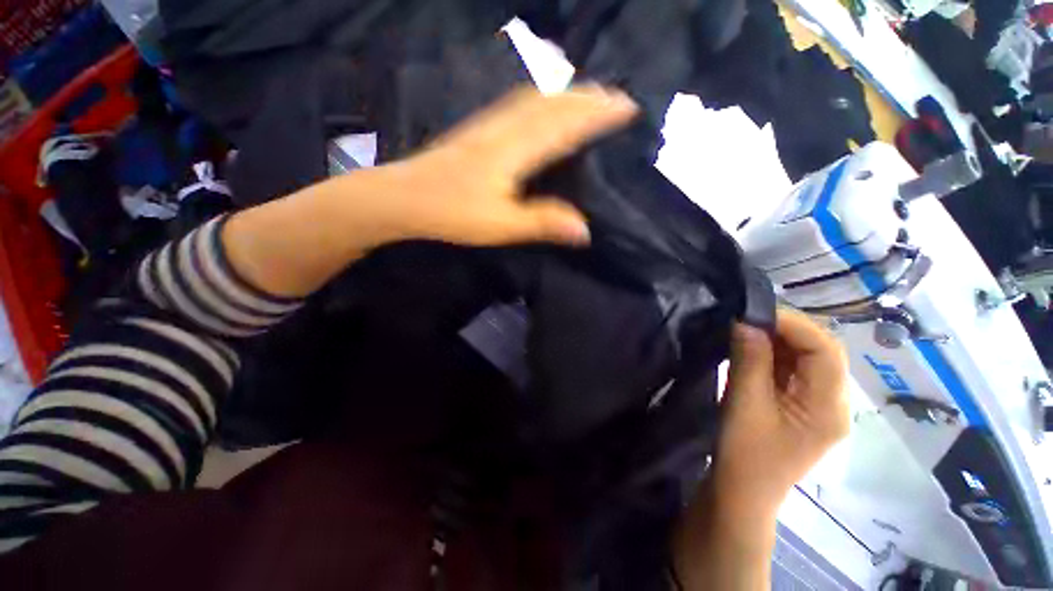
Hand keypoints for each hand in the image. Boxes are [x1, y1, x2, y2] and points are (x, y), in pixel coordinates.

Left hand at [369, 84, 638, 246]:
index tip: (627, 107)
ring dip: (565, 94)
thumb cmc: (452, 213)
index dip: (597, 114)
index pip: (565, 124)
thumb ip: (543, 223)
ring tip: (588, 95)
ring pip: (534, 99)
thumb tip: (585, 230)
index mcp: (515, 150)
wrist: (402, 197)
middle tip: (615, 97)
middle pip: (552, 103)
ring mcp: (488, 125)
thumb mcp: (501, 224)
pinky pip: (517, 105)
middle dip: (587, 97)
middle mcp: (505, 128)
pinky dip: (541, 99)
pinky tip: (541, 105)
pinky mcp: (477, 130)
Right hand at [715, 310, 849, 514]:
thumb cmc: (744, 454)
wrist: (741, 491)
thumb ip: (749, 359)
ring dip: (776, 339)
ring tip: (744, 327)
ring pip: (806, 357)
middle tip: (745, 317)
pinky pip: (793, 369)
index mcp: (829, 407)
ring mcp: (819, 403)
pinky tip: (749, 346)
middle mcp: (834, 402)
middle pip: (820, 351)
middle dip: (784, 328)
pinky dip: (772, 353)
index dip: (793, 324)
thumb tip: (745, 320)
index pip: (826, 350)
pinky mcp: (801, 404)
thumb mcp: (744, 403)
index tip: (753, 311)